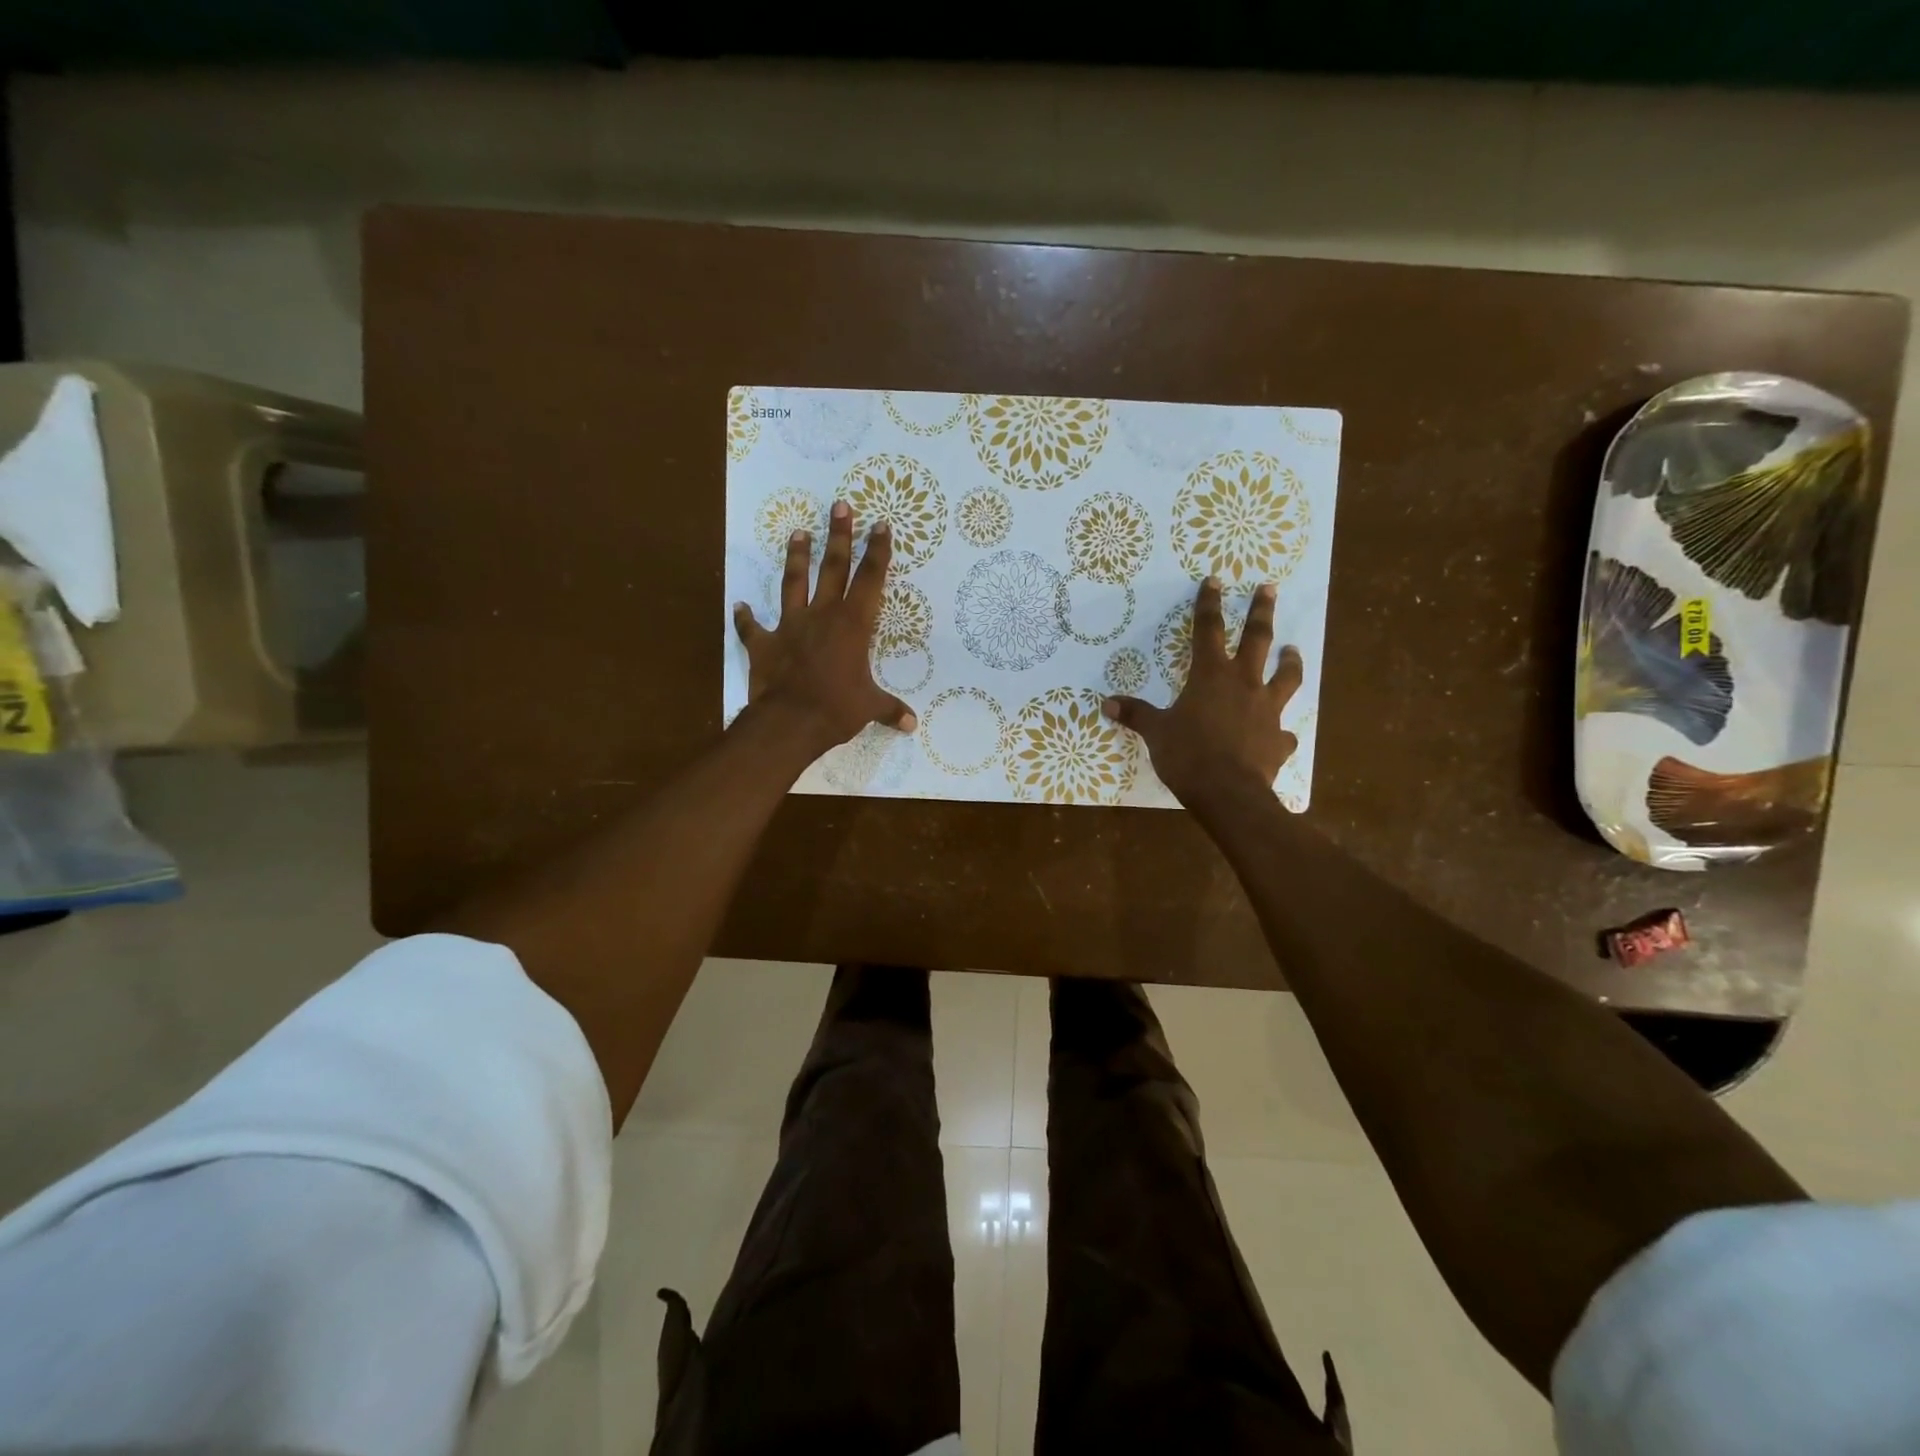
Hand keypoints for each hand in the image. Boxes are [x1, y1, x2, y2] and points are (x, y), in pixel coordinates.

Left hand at [732, 499, 916, 754]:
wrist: (790, 721)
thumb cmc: (837, 708)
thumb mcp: (869, 707)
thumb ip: (889, 709)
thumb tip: (911, 725)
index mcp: (852, 625)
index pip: (870, 580)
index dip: (877, 552)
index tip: (880, 525)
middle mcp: (822, 616)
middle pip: (832, 568)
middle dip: (839, 536)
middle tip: (840, 505)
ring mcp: (790, 626)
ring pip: (793, 584)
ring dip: (796, 558)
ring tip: (797, 532)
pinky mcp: (764, 644)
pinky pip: (752, 628)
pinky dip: (745, 617)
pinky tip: (740, 605)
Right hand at [1103, 578, 1302, 808]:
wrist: (1228, 793)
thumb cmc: (1188, 755)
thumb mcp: (1156, 732)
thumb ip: (1136, 715)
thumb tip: (1107, 703)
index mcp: (1210, 676)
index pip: (1207, 630)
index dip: (1209, 604)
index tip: (1214, 580)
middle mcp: (1244, 684)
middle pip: (1257, 639)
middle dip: (1261, 611)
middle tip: (1270, 588)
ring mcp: (1267, 710)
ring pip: (1285, 677)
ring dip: (1289, 661)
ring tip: (1293, 649)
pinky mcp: (1279, 740)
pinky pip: (1283, 733)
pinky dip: (1281, 732)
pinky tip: (1280, 736)